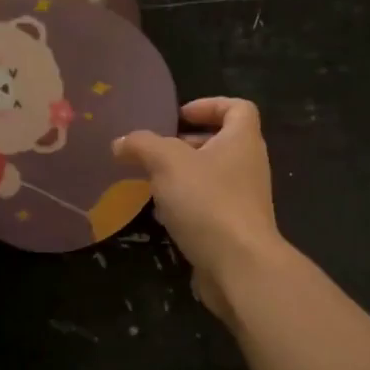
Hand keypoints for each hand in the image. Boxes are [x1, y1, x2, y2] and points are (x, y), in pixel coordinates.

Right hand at [114, 98, 286, 321]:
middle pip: (222, 142)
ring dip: (183, 176)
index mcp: (242, 140)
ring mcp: (244, 199)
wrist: (239, 265)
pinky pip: (209, 206)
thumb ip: (142, 145)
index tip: (179, 116)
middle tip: (156, 151)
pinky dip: (186, 205)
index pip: (238, 108)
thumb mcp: (167, 162)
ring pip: (212, 177)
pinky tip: (163, 215)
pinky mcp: (234, 228)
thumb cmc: (208, 201)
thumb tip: (121, 142)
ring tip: (152, 182)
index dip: (209, 105)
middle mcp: (249, 165)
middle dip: (187, 144)